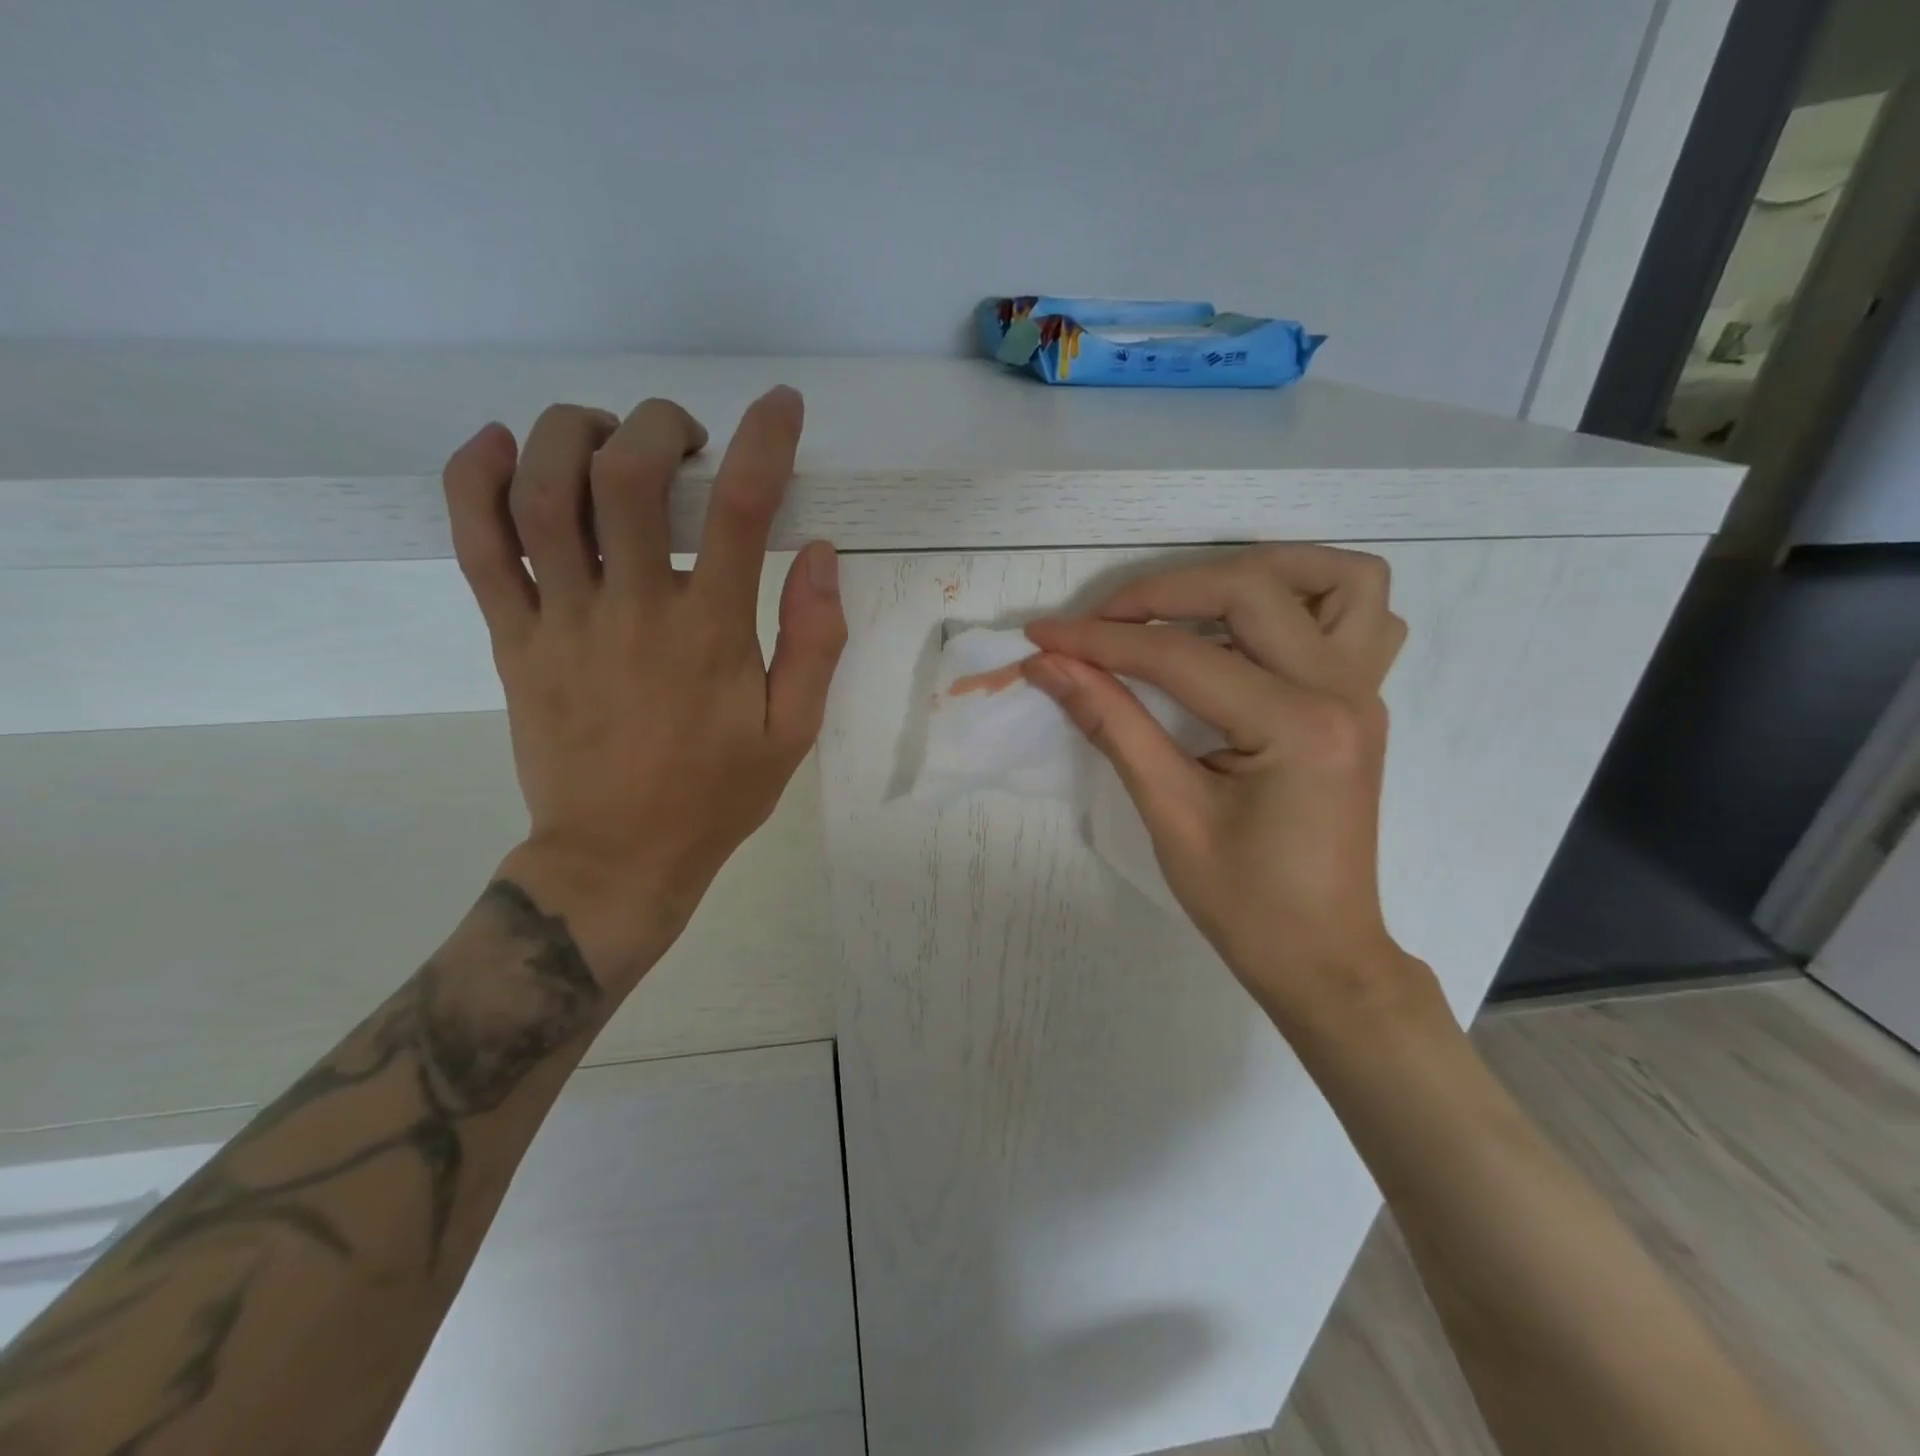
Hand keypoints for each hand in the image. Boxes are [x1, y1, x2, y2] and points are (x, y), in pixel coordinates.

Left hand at [440, 387, 846, 987]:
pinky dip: (471, 479)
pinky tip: (493, 444)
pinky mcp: (511, 639)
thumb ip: (814, 642)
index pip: (740, 512)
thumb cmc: (715, 796)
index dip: (765, 442)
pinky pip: (475, 544)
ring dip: (570, 434)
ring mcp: (561, 621)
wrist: (616, 857)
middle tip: (685, 439)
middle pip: (627, 475)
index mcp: (710, 636)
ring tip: (605, 436)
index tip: (781, 407)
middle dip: (658, 424)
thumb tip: (820, 553)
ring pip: (540, 492)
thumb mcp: (792, 731)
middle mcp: (633, 611)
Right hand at [1023, 545, 1433, 1031]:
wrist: (1322, 954)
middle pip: (1250, 589)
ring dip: (1257, 571)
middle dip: (1161, 593)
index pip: (1179, 656)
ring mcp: (1364, 690)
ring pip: (1336, 578)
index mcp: (1294, 727)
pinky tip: (1254, 630)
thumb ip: (1111, 724)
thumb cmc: (1244, 902)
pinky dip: (1307, 598)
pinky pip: (1362, 616)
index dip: (1100, 641)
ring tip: (1190, 602)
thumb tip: (1049, 666)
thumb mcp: (1168, 812)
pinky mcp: (1362, 700)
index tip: (1042, 636)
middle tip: (1101, 623)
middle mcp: (1342, 690)